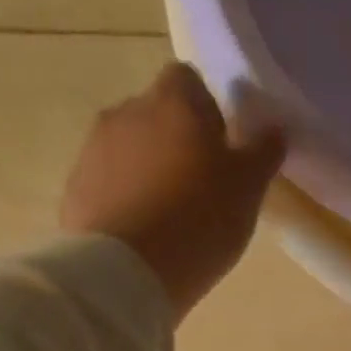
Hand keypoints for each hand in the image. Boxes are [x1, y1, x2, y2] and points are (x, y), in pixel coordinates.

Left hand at [60, 62, 286, 319]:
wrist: (128, 269)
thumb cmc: (200, 220)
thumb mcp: (248, 188)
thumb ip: (263, 152)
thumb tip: (274, 128)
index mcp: (173, 102)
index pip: (189, 80)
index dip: (208, 109)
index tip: (224, 147)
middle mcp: (128, 111)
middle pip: (158, 114)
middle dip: (179, 141)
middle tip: (204, 187)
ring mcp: (95, 148)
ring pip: (132, 148)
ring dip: (152, 170)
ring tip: (174, 215)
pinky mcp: (77, 186)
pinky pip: (110, 182)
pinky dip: (129, 197)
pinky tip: (147, 232)